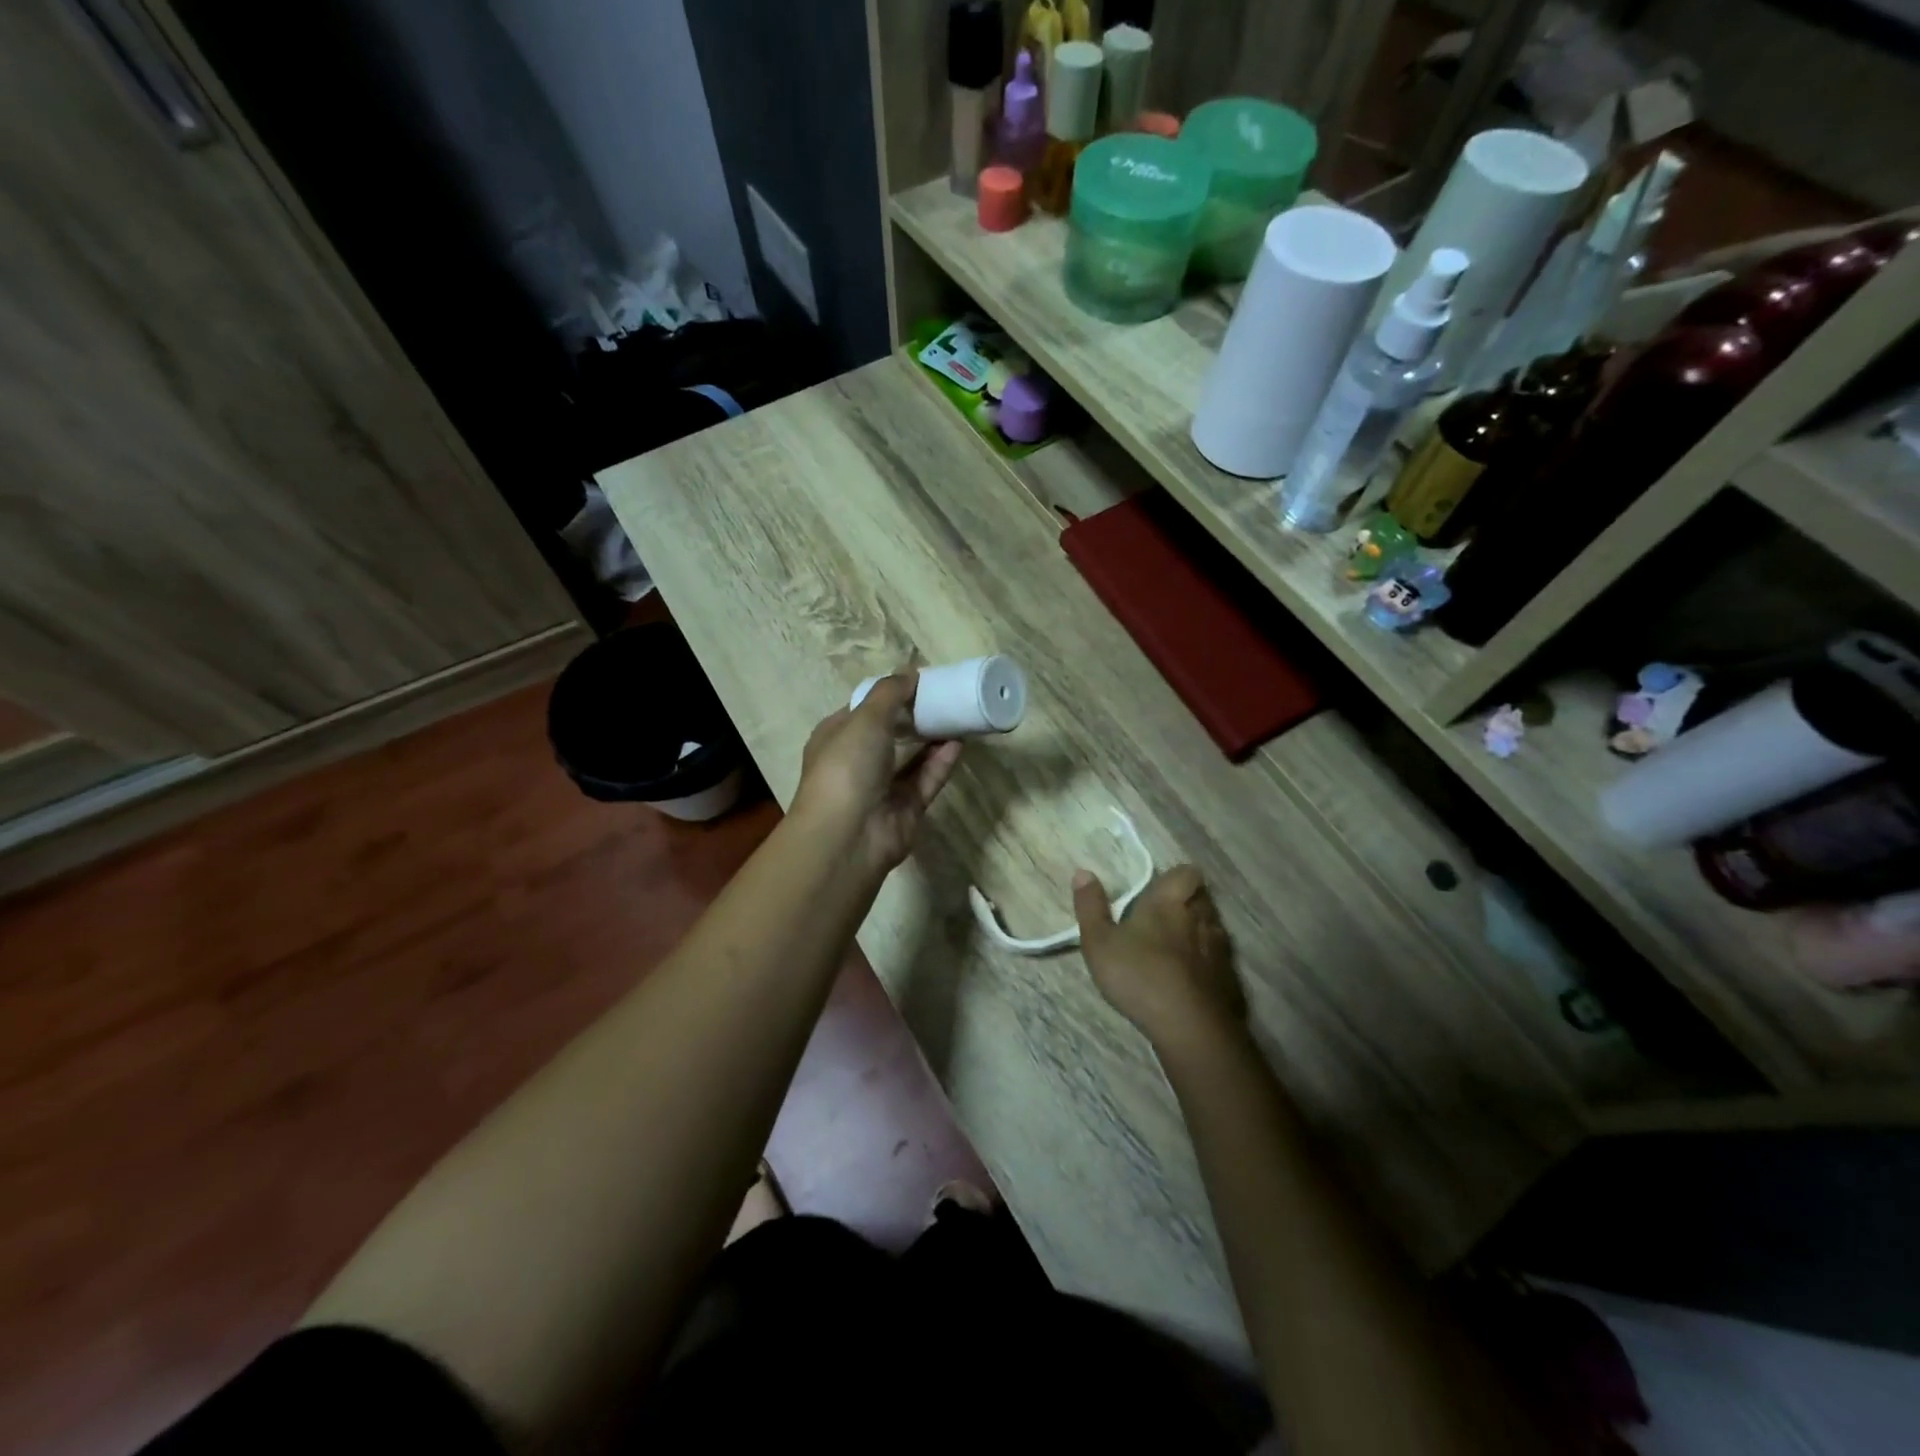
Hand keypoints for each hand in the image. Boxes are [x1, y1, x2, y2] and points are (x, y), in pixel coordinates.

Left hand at [792, 673, 961, 877]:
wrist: (848, 836)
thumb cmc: (846, 767)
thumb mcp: (865, 718)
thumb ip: (890, 693)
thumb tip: (910, 673)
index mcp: (836, 737)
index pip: (862, 710)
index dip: (888, 695)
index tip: (918, 681)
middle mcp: (857, 762)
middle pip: (891, 733)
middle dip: (915, 717)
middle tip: (945, 697)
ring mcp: (882, 788)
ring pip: (912, 758)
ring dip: (933, 738)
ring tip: (959, 715)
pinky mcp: (906, 809)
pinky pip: (926, 780)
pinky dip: (941, 762)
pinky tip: (960, 743)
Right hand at [1073, 865, 1246, 1064]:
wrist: (1189, 1026)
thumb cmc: (1139, 975)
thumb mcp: (1099, 942)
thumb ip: (1090, 906)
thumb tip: (1083, 872)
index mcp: (1169, 902)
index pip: (1186, 873)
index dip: (1176, 878)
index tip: (1160, 889)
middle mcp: (1200, 917)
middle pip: (1201, 898)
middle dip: (1187, 903)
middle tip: (1163, 918)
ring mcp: (1220, 948)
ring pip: (1212, 927)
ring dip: (1198, 932)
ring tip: (1176, 948)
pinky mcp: (1230, 978)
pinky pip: (1220, 959)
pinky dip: (1207, 963)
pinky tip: (1191, 979)